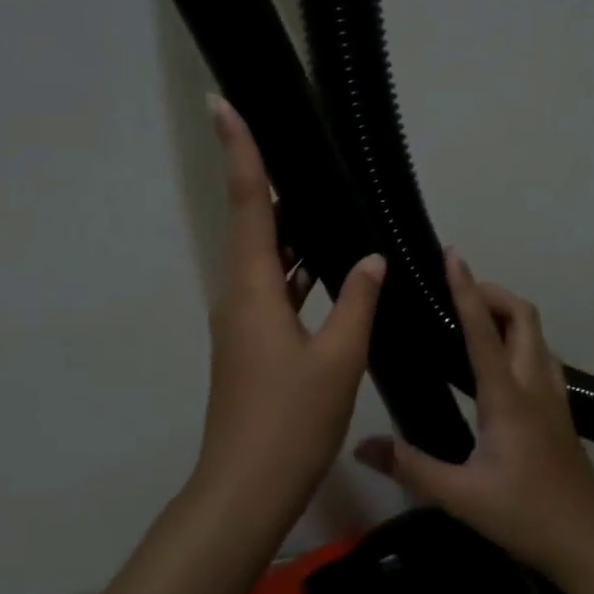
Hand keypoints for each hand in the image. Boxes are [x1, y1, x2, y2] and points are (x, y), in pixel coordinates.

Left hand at [192, 96, 386, 505]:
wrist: (246, 489)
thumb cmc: (290, 422)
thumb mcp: (337, 358)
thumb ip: (357, 301)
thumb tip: (371, 258)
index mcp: (253, 290)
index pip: (247, 204)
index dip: (239, 151)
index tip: (222, 104)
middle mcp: (239, 297)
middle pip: (252, 226)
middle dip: (268, 184)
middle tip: (298, 148)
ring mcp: (242, 323)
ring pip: (265, 260)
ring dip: (287, 230)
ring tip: (321, 198)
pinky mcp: (251, 345)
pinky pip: (274, 291)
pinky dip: (297, 271)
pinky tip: (328, 268)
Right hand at [356, 251, 593, 581]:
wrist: (589, 542)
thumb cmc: (525, 515)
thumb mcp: (460, 495)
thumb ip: (410, 467)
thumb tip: (361, 446)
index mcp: (507, 398)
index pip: (483, 331)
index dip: (466, 289)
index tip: (453, 255)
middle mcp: (533, 384)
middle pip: (523, 316)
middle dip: (493, 293)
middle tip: (458, 292)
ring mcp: (553, 395)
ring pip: (536, 334)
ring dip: (508, 314)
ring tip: (472, 319)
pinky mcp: (559, 409)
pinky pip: (539, 355)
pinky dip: (517, 339)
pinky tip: (496, 363)